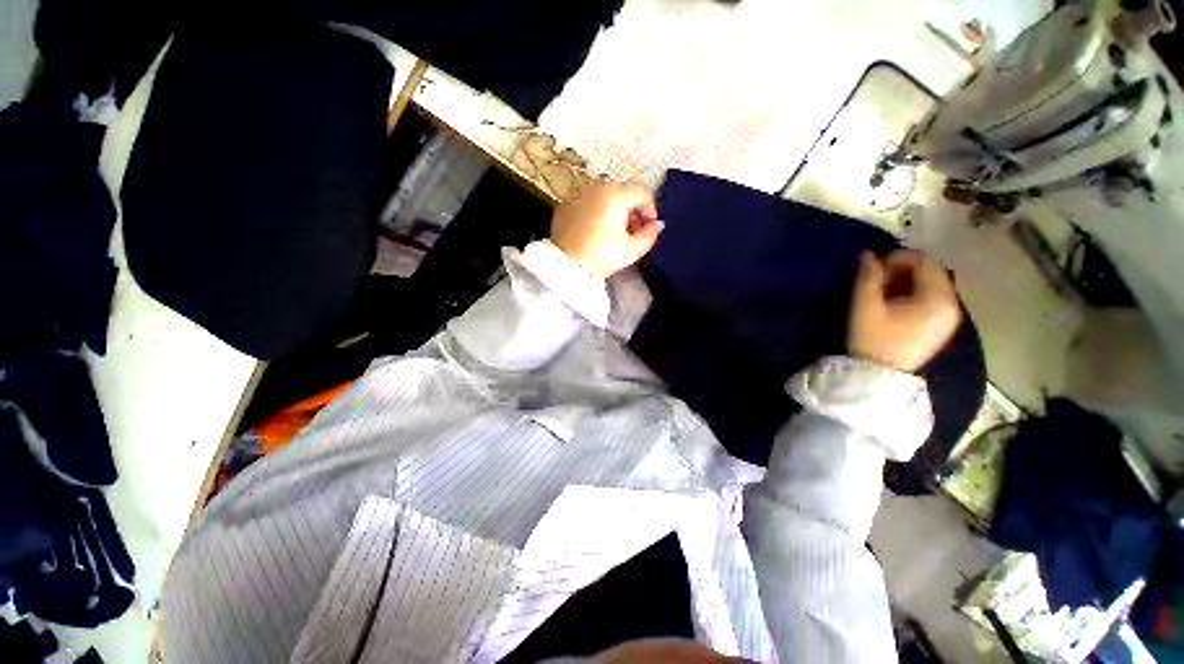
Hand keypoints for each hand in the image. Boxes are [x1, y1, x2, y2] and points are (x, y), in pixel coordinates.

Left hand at [550, 183, 663, 278]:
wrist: (566, 267)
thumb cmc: (602, 257)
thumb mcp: (632, 249)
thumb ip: (650, 234)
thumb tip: (658, 225)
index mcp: (615, 195)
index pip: (642, 192)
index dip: (651, 208)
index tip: (650, 226)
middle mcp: (595, 187)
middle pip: (623, 192)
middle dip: (633, 210)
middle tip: (634, 231)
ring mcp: (577, 195)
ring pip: (604, 196)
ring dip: (615, 210)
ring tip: (615, 233)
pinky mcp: (564, 206)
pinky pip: (587, 203)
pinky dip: (596, 212)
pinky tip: (596, 232)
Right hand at [848, 249, 961, 371]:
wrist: (878, 377)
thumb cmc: (872, 340)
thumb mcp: (865, 307)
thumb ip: (867, 277)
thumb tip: (867, 254)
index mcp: (938, 299)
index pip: (925, 262)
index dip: (898, 258)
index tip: (874, 266)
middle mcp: (951, 305)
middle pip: (930, 273)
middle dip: (903, 269)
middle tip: (876, 278)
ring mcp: (948, 318)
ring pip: (930, 286)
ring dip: (906, 282)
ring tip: (881, 290)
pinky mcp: (940, 327)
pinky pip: (931, 300)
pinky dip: (913, 294)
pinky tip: (893, 303)